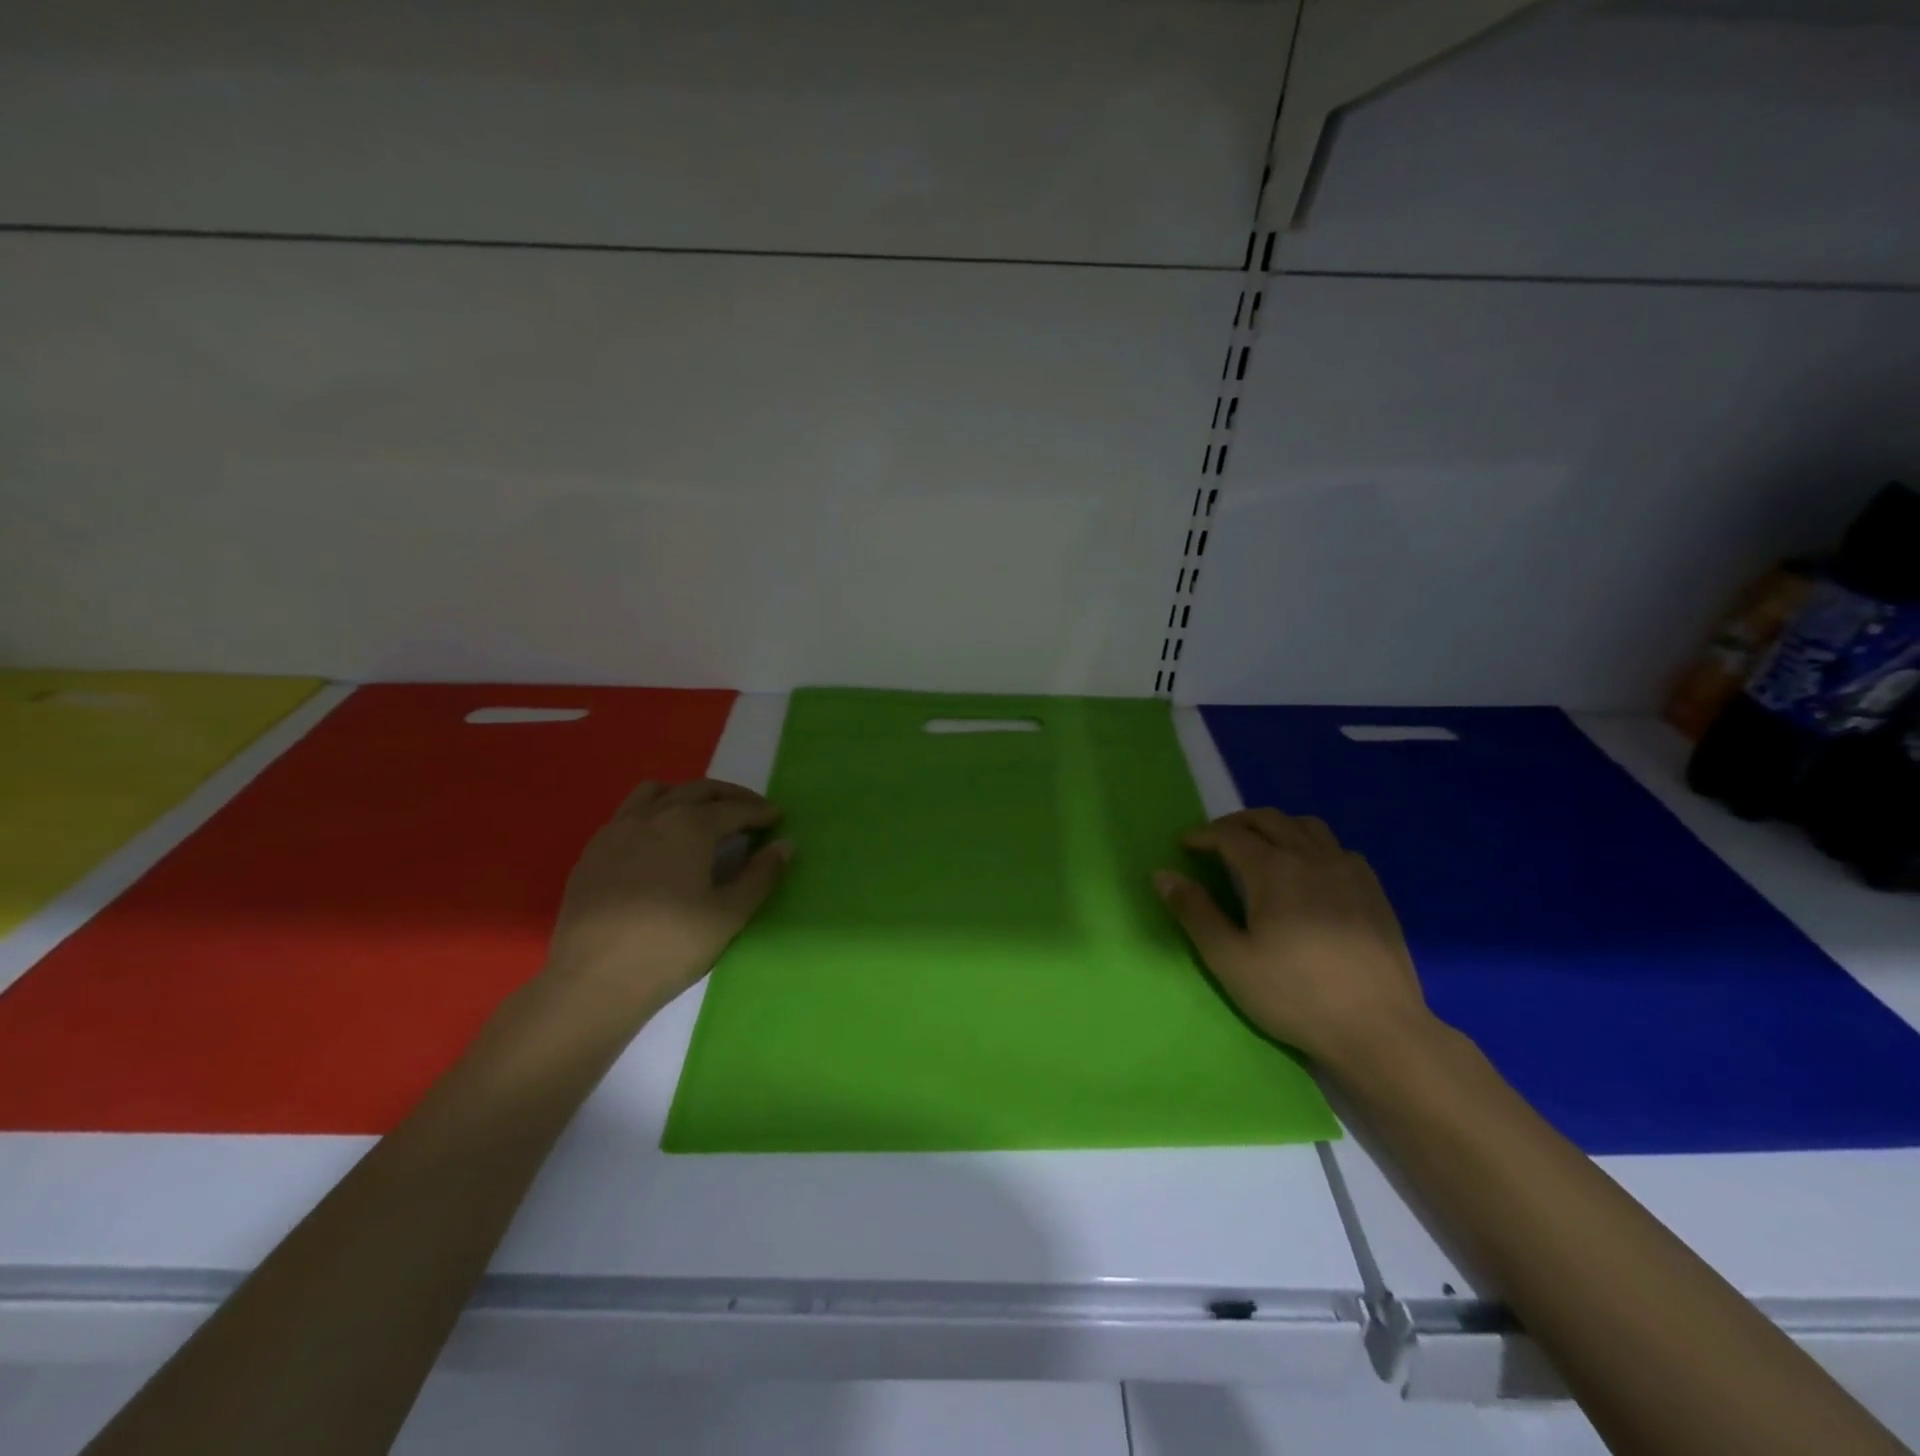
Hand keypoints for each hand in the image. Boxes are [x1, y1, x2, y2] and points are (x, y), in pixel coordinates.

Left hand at [543, 780, 790, 1019]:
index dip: (760, 811)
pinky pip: (628, 814)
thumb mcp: (729, 914)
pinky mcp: (592, 852)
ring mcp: (616, 830)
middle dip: (729, 796)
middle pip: (697, 790)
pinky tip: (659, 842)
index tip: (778, 816)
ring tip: (702, 815)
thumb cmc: (671, 946)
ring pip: (655, 792)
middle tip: (751, 810)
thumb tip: (784, 845)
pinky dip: (653, 813)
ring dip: (686, 795)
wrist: (593, 981)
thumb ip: (760, 875)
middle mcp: (652, 816)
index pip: (734, 809)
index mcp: (689, 826)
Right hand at [1155, 808, 1432, 1071]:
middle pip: (1269, 820)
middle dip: (1236, 823)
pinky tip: (1308, 871)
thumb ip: (1195, 913)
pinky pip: (1337, 848)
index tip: (1184, 845)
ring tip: (1260, 846)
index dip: (1203, 835)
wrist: (1378, 1030)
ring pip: (1307, 826)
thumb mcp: (1230, 960)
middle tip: (1215, 840)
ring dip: (1276, 827)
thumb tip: (1162, 875)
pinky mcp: (1373, 891)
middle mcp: (1312, 858)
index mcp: (1274, 870)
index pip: (1230, 836)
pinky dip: (1311, 845)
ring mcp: (1348, 871)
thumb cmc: (1294, 996)